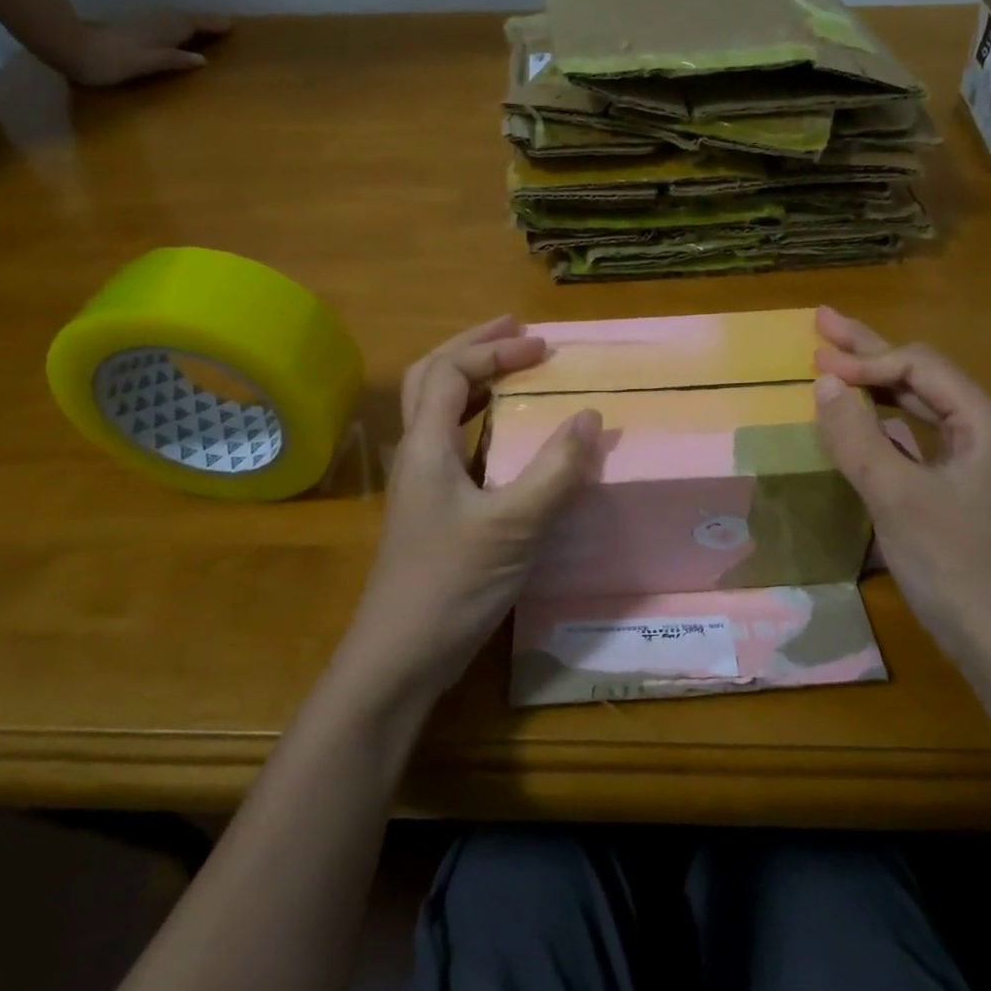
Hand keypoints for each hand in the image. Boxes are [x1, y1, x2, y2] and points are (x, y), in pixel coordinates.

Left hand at [48, 10, 232, 86]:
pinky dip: (178, 25)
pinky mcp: (133, 28)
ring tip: (206, 28)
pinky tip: (177, 32)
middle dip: (205, 21)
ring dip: (191, 21)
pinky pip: (165, 23)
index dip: (212, 25)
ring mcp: (143, 23)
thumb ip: (174, 59)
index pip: (193, 25)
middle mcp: (155, 23)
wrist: (72, 49)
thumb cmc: (112, 61)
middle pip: (185, 18)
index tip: (232, 25)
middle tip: (224, 25)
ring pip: (174, 19)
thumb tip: (202, 59)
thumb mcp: (146, 63)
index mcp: (162, 31)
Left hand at [340, 316, 600, 703]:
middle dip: (474, 347)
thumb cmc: (451, 585)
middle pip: (432, 379)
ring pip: (438, 412)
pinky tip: (505, 438)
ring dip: (473, 381)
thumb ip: (554, 470)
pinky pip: (453, 445)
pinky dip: (479, 423)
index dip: (495, 350)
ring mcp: (422, 484)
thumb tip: (591, 416)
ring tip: (512, 369)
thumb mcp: (514, 526)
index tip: (544, 348)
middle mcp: (417, 455)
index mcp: (426, 446)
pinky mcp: (433, 511)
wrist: (399, 658)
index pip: (451, 371)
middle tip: (517, 332)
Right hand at [811, 307, 990, 678]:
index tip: (815, 365)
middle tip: (823, 322)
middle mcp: (989, 430)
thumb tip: (825, 383)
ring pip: (924, 407)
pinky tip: (870, 418)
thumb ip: (858, 437)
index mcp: (986, 421)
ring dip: (879, 385)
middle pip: (923, 376)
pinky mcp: (967, 489)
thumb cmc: (954, 566)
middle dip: (870, 351)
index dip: (865, 360)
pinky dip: (889, 422)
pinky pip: (923, 438)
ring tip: (838, 362)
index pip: (918, 367)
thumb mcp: (897, 497)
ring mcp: (981, 461)